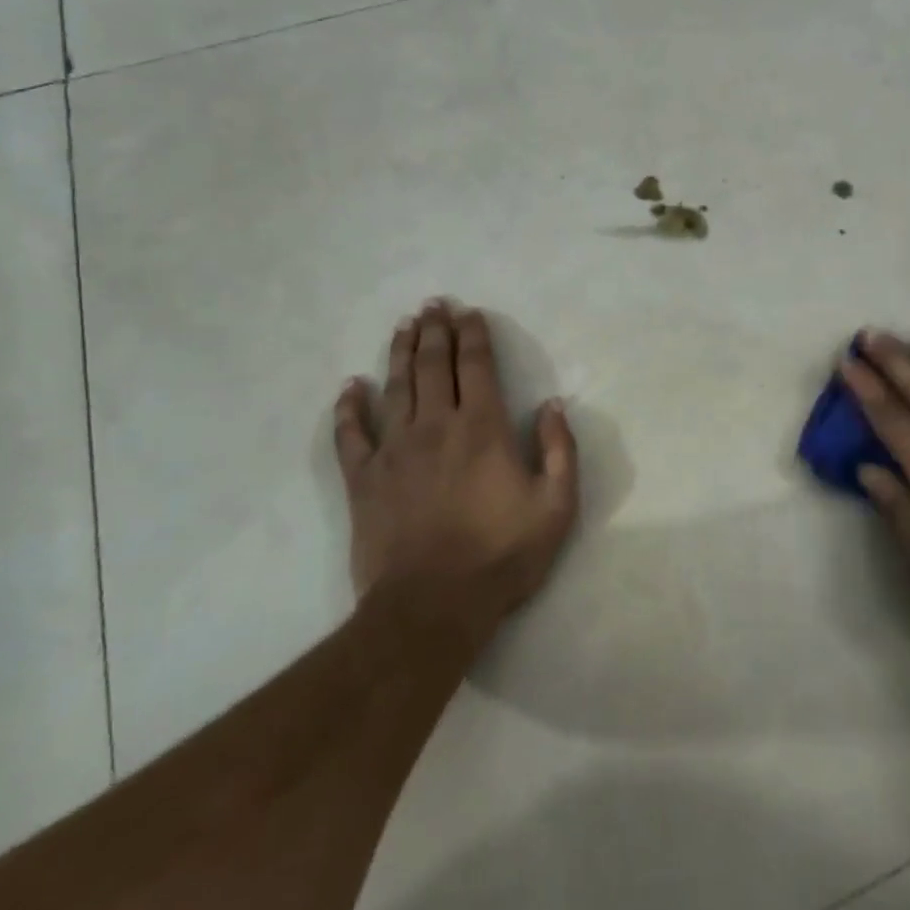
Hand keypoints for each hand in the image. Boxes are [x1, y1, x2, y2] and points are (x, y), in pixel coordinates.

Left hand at [334, 300, 578, 643]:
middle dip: (435, 330)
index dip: (473, 334)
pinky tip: (350, 387)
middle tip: (433, 304)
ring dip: (400, 352)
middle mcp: (436, 425)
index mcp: (483, 428)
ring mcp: (395, 449)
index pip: (476, 365)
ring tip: (404, 325)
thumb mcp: (556, 506)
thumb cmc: (502, 555)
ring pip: (395, 386)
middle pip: (433, 365)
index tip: (469, 312)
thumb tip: (552, 404)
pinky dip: (349, 407)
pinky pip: (351, 433)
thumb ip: (560, 450)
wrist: (433, 606)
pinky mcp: (364, 478)